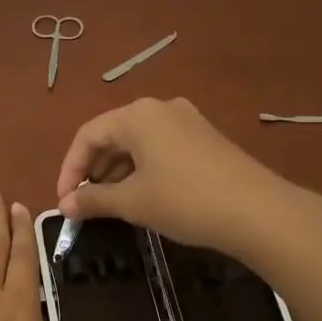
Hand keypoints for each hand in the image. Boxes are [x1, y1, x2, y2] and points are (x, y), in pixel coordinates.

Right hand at [56, 97, 293, 258]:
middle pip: (112, 135)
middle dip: (92, 170)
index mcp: (137, 115)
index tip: (64, 202)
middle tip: (83, 204)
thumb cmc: (185, 200)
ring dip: (116, 172)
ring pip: (137, 143)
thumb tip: (64, 206)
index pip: (88, 135)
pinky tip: (142, 196)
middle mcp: (160, 108)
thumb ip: (93, 200)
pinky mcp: (204, 139)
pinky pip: (160, 148)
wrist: (258, 212)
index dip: (69, 169)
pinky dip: (142, 169)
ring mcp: (186, 121)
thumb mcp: (133, 202)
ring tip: (108, 205)